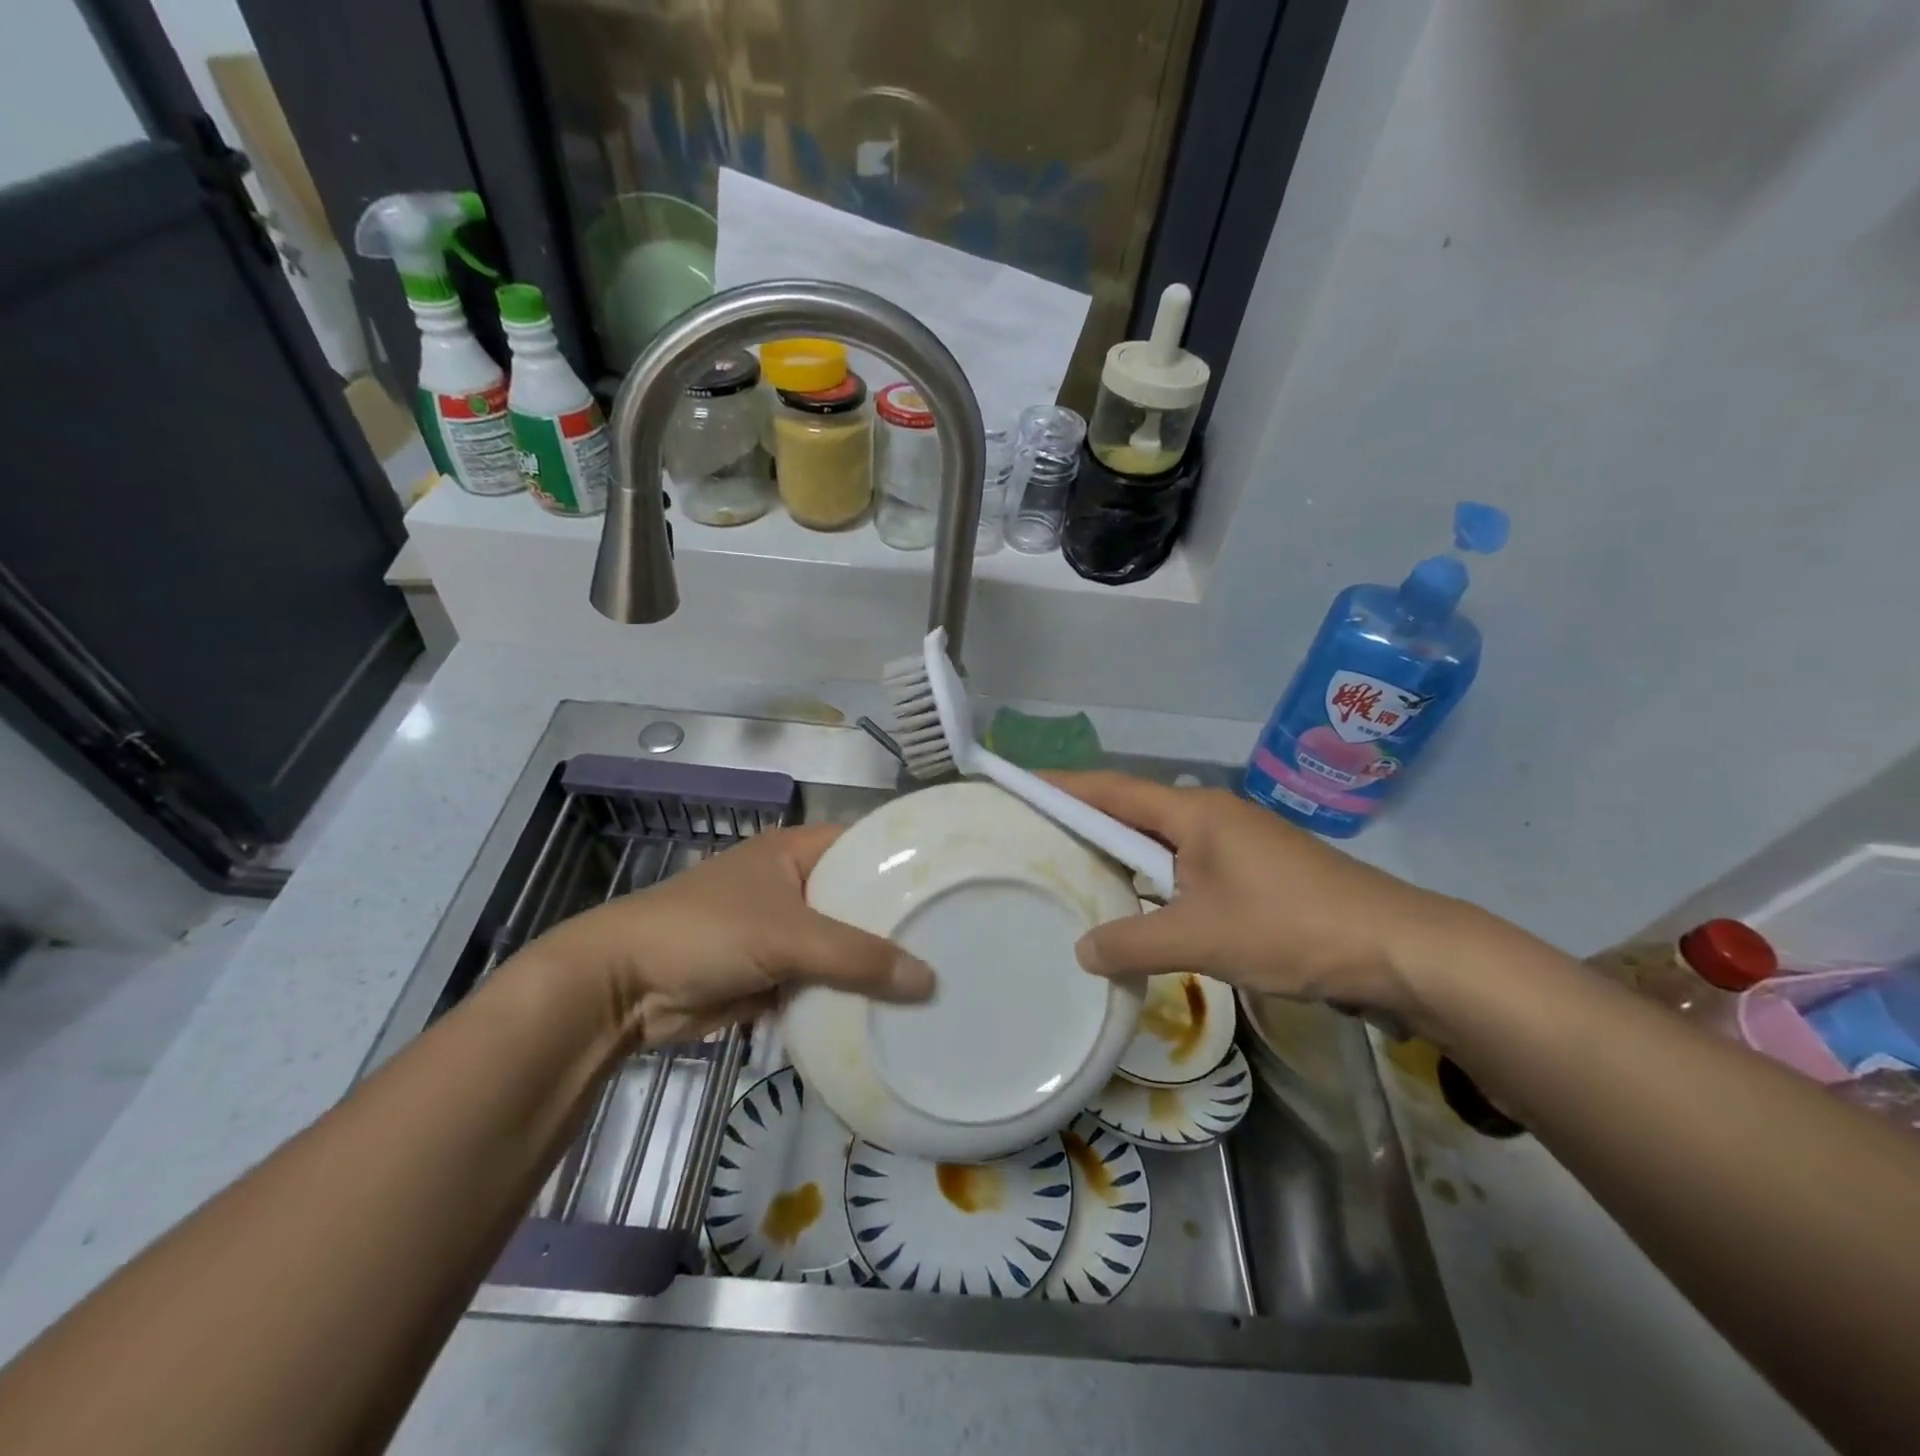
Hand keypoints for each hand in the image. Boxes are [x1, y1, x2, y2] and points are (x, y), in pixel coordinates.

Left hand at [533, 823, 933, 1045]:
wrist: (623, 988)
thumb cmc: (706, 933)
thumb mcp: (786, 935)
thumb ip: (857, 956)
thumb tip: (929, 981)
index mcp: (798, 851)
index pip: (869, 844)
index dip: (909, 861)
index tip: (957, 883)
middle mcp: (796, 884)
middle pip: (860, 899)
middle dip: (899, 921)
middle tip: (959, 939)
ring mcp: (784, 931)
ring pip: (844, 944)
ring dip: (875, 964)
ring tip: (938, 978)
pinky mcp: (774, 973)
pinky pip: (823, 980)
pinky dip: (847, 994)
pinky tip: (890, 1010)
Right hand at [1049, 772, 1463, 1025]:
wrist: (1397, 948)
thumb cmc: (1290, 927)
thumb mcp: (1200, 938)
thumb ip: (1132, 943)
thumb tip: (1081, 951)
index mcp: (1195, 813)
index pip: (1112, 789)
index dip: (1064, 786)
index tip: (1020, 783)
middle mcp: (1212, 816)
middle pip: (1133, 810)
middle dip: (1085, 821)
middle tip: (1036, 836)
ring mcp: (1238, 844)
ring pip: (1161, 842)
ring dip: (1121, 855)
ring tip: (1075, 871)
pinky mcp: (1256, 873)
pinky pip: (1186, 866)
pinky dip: (1153, 880)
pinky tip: (1138, 908)